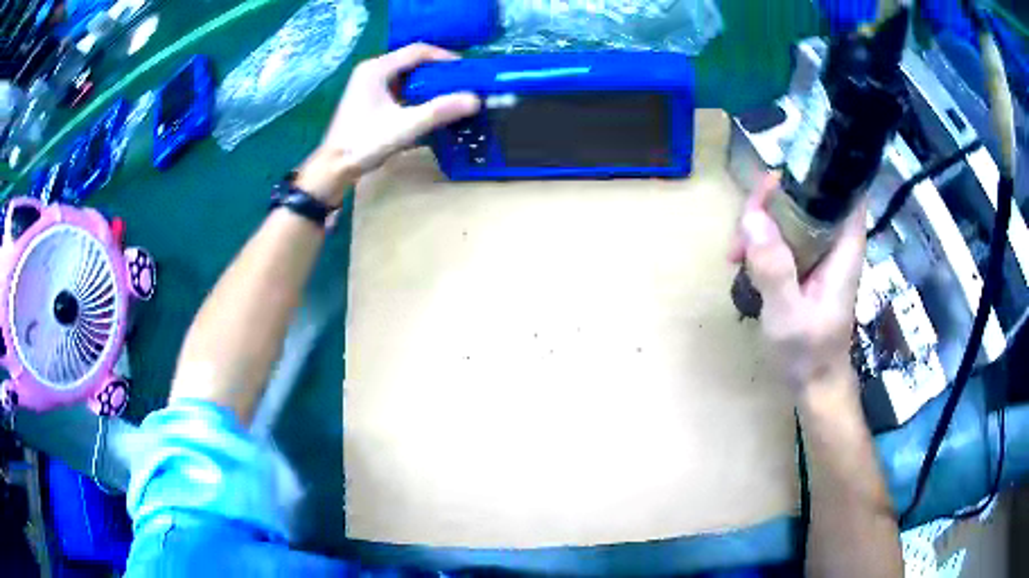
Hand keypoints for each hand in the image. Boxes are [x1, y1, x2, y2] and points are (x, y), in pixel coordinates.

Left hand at [295, 44, 481, 205]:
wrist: (333, 168)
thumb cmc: (364, 144)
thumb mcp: (405, 127)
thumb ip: (439, 111)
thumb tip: (475, 99)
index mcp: (377, 69)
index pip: (418, 51)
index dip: (444, 58)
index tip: (466, 71)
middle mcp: (372, 70)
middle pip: (412, 61)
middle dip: (438, 70)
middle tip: (461, 83)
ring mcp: (368, 84)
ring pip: (406, 74)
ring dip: (427, 82)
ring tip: (450, 94)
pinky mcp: (368, 98)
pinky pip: (398, 86)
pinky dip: (415, 92)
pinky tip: (428, 105)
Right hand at [728, 175, 865, 394]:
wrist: (814, 384)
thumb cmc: (809, 353)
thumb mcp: (788, 316)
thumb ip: (774, 269)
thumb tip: (752, 218)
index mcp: (844, 247)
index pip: (846, 188)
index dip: (821, 168)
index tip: (785, 168)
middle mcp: (835, 241)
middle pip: (807, 195)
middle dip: (773, 198)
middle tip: (744, 223)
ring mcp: (819, 252)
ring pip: (791, 213)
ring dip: (761, 220)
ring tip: (736, 252)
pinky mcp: (805, 263)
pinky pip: (783, 234)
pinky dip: (761, 239)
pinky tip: (742, 260)